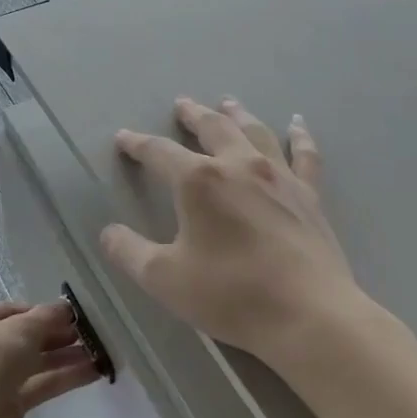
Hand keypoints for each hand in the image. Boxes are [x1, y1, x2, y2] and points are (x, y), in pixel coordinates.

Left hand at [0, 301, 99, 417]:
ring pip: (37, 362)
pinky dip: (65, 378)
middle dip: (59, 334)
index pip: (15, 310)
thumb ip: (46, 316)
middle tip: (91, 333)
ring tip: (100, 351)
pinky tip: (94, 372)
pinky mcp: (11, 404)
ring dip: (66, 356)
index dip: (43, 311)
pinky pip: (41, 384)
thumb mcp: (21, 327)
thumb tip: (66, 306)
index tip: (73, 314)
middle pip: (28, 337)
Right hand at [100, 97, 367, 360]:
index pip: (159, 152)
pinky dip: (300, 136)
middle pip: (212, 128)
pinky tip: (298, 124)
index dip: (138, 144)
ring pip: (255, 132)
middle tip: (182, 104)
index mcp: (198, 181)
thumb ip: (129, 252)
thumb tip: (108, 233)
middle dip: (192, 115)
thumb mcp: (163, 278)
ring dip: (237, 115)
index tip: (123, 138)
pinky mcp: (309, 195)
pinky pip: (304, 155)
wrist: (307, 314)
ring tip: (227, 103)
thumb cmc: (229, 294)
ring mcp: (278, 177)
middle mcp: (239, 165)